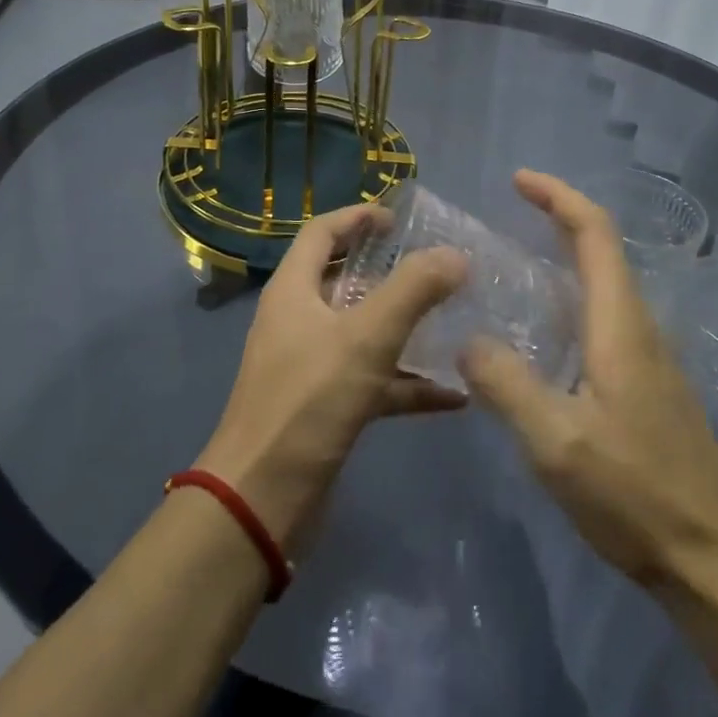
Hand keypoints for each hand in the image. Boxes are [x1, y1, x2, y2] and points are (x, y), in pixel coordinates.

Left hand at [197, 203, 467, 551]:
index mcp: (294, 290)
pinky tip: (452, 396)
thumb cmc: (308, 402)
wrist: (262, 499)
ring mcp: (309, 365)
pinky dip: (406, 382)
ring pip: (362, 332)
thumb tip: (455, 255)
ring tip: (452, 321)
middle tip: (434, 267)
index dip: (357, 217)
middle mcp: (297, 320)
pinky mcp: (324, 407)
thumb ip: (413, 291)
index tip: (399, 219)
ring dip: (403, 326)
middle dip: (387, 270)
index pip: (321, 233)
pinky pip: (372, 381)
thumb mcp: (366, 338)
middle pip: (343, 279)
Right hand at [460, 171, 717, 600]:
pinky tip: (540, 334)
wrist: (715, 561)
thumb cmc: (636, 495)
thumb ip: (506, 383)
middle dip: (557, 219)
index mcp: (621, 325)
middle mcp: (639, 328)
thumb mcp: (557, 442)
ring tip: (511, 267)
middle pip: (602, 251)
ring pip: (604, 286)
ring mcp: (648, 358)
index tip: (519, 180)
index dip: (559, 197)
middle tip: (506, 214)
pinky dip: (569, 300)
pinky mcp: (647, 386)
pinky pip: (603, 320)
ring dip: (563, 259)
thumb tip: (468, 340)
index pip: (595, 234)